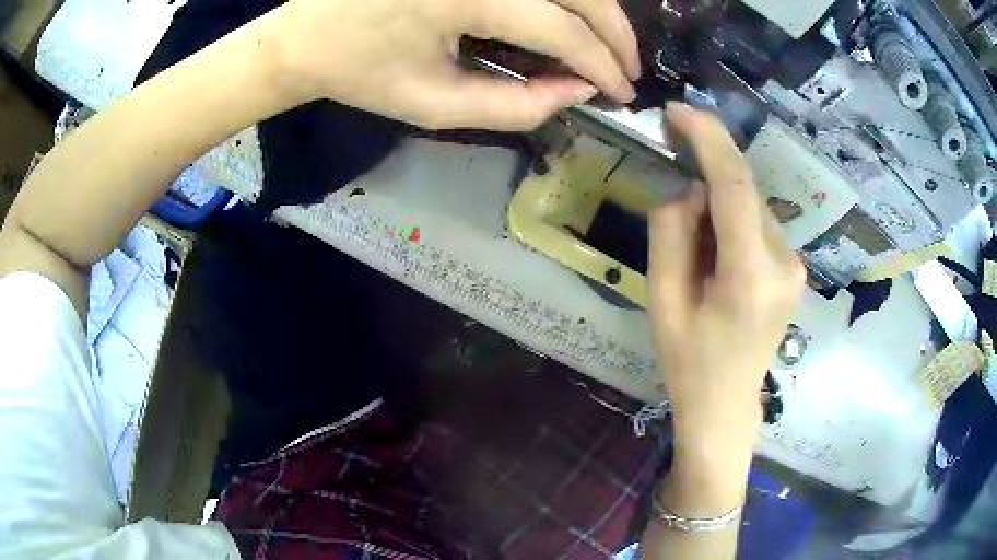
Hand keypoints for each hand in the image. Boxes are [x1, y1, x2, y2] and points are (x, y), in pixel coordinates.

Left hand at [269, 0, 639, 130]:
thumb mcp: (435, 105)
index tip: (623, 94)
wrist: (305, 36)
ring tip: (608, 46)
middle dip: (616, 33)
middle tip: (628, 69)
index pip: (562, 29)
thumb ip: (515, 105)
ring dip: (598, 9)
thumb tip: (578, 91)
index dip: (602, 65)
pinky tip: (569, 16)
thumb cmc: (361, 74)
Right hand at [647, 104, 804, 466]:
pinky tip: (717, 257)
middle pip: (743, 192)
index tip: (677, 111)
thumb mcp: (661, 298)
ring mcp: (795, 266)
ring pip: (751, 206)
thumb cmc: (688, 360)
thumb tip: (691, 190)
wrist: (726, 404)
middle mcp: (784, 263)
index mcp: (750, 276)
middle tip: (675, 198)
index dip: (708, 139)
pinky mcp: (794, 268)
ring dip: (718, 206)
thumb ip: (672, 232)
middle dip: (706, 180)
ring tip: (697, 253)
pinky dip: (732, 222)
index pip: (736, 186)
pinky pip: (758, 224)